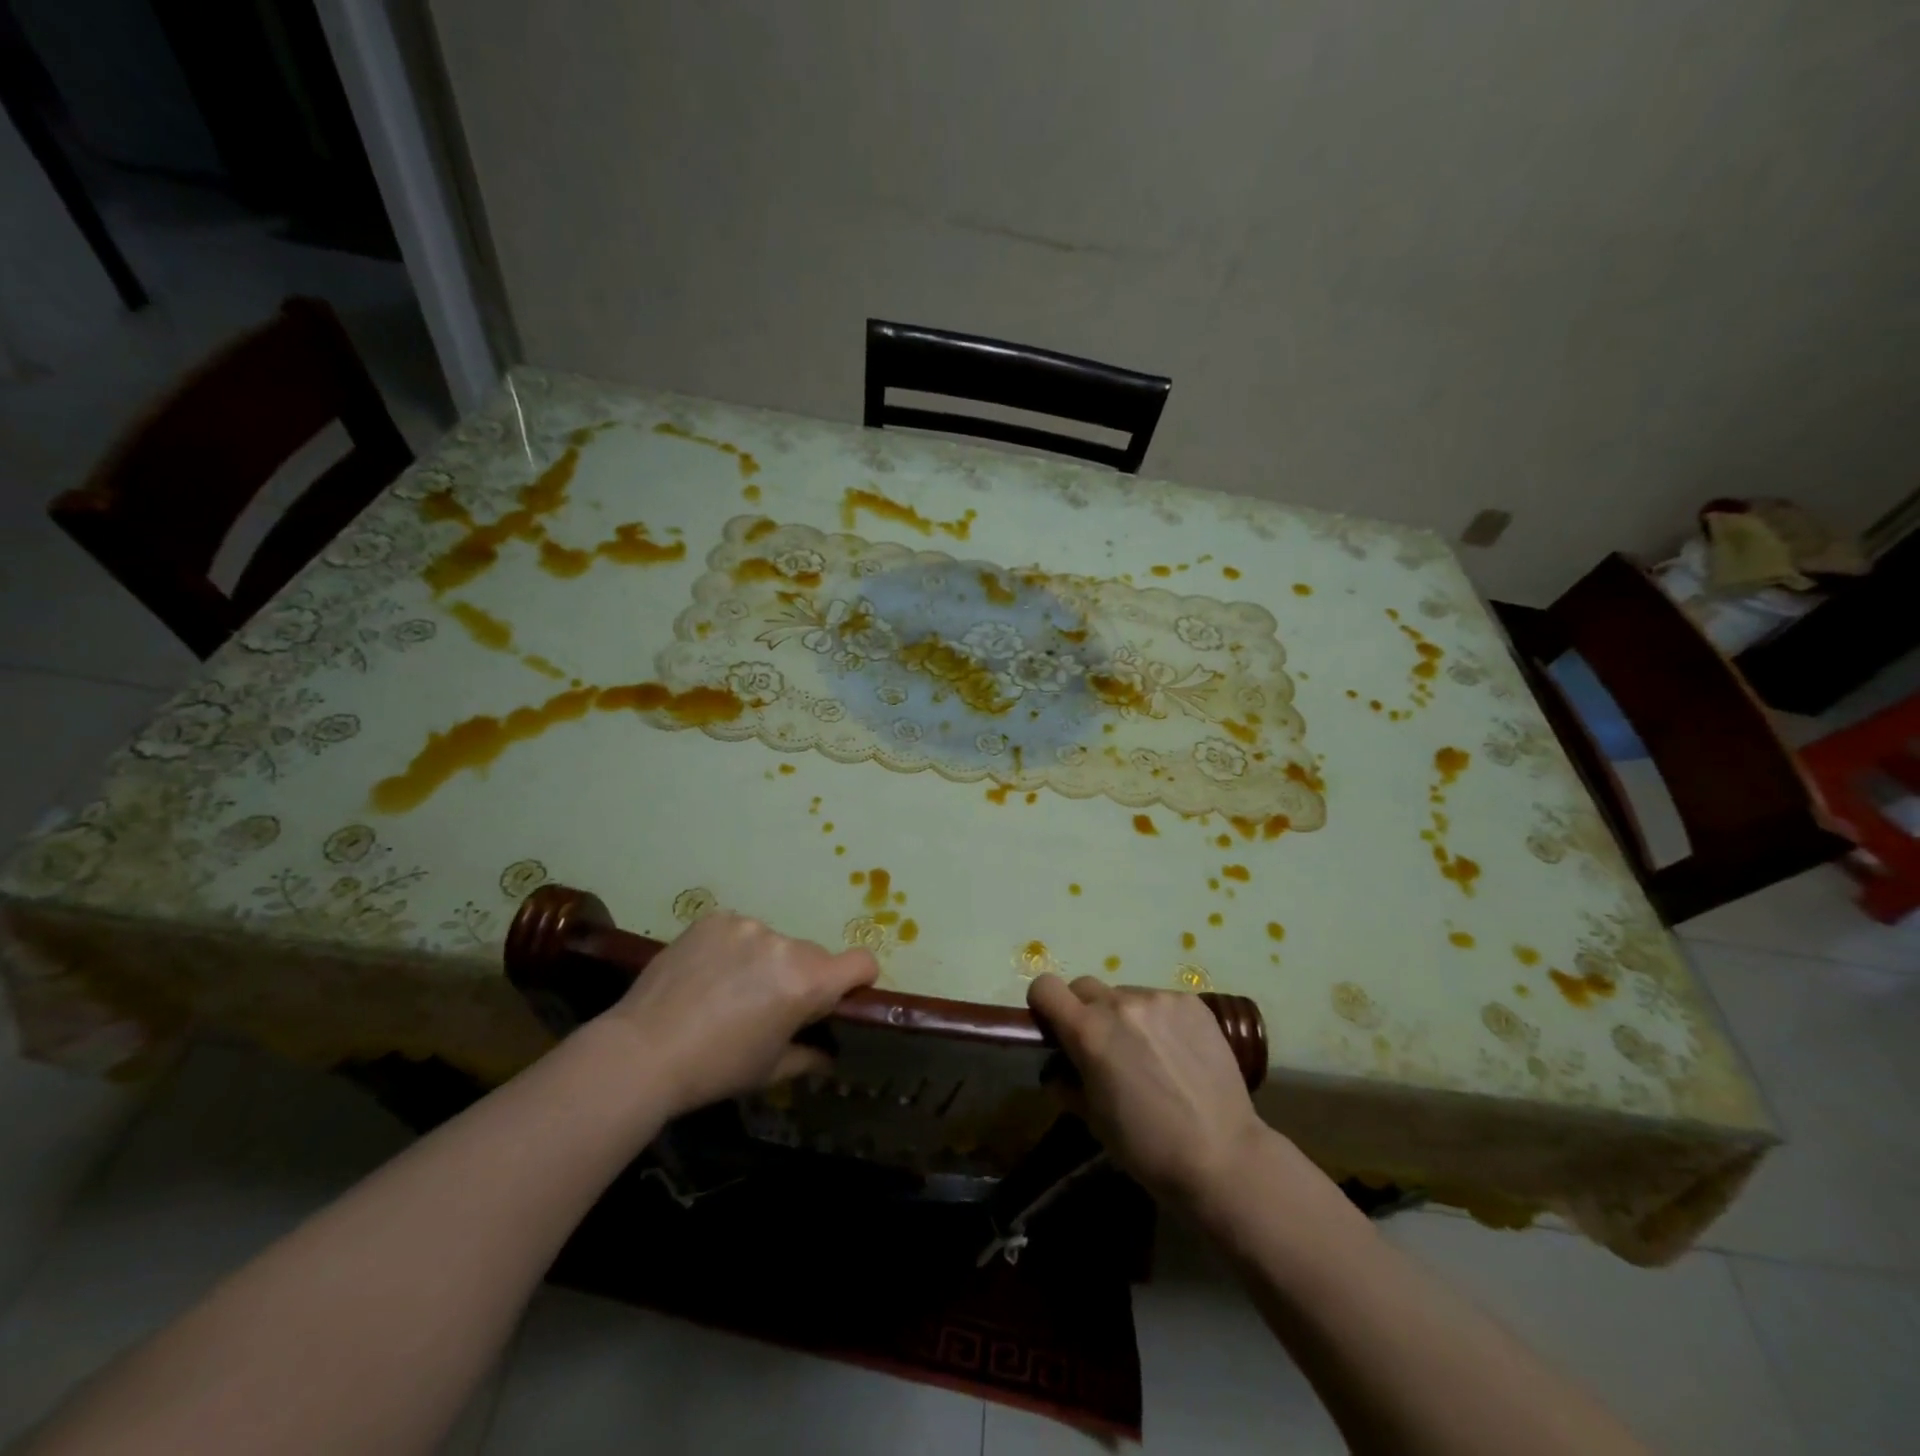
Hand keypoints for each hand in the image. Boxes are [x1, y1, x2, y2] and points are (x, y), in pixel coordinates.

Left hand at [600, 912, 877, 1116]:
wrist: (642, 1051)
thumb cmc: (716, 1068)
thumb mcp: (770, 1070)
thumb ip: (809, 1055)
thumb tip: (829, 1053)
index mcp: (808, 983)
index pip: (862, 962)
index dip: (859, 979)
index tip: (840, 996)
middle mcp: (785, 945)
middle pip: (813, 955)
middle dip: (801, 977)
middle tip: (768, 1006)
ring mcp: (748, 926)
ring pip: (774, 942)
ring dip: (764, 961)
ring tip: (726, 990)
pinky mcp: (715, 918)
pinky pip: (739, 931)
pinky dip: (732, 948)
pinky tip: (706, 973)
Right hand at [1027, 974, 1271, 1207]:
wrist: (1222, 1156)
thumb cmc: (1147, 1147)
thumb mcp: (1093, 1119)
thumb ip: (1067, 1082)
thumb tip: (1058, 1067)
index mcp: (1088, 1031)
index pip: (1045, 987)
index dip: (1044, 1004)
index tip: (1055, 1027)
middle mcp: (1120, 1003)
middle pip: (1084, 987)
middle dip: (1085, 1011)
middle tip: (1103, 1046)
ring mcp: (1159, 998)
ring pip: (1125, 994)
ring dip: (1125, 1016)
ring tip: (1149, 1054)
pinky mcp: (1192, 1002)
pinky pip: (1161, 1001)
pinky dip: (1159, 1020)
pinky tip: (1178, 1053)